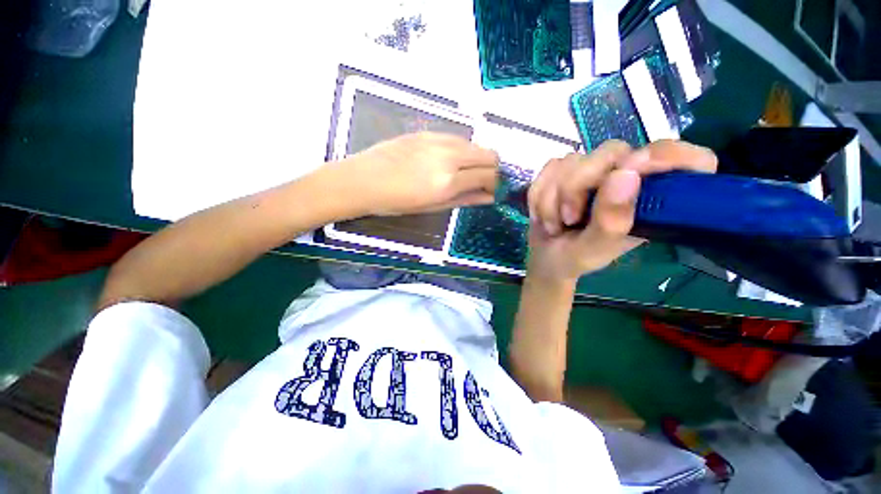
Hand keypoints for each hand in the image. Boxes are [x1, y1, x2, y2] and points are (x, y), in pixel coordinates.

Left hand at [336, 132, 498, 216]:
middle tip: (479, 182)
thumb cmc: (396, 202)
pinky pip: (456, 139)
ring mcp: (439, 139)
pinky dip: (460, 151)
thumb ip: (464, 199)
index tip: (489, 192)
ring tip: (460, 173)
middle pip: (490, 154)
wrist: (363, 180)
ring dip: (476, 159)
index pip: (489, 175)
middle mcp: (449, 155)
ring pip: (475, 144)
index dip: (494, 185)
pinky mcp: (428, 131)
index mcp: (449, 180)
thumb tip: (488, 197)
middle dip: (491, 169)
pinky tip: (445, 162)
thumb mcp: (433, 206)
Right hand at [527, 139, 716, 281]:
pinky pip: (549, 169)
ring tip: (556, 224)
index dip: (671, 157)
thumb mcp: (594, 250)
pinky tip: (544, 213)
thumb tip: (625, 173)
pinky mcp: (565, 170)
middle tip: (569, 219)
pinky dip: (539, 194)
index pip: (690, 161)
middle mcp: (627, 177)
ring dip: (553, 198)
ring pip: (571, 161)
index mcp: (651, 198)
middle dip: (577, 187)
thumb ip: (611, 221)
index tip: (637, 169)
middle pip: (611, 151)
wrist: (546, 257)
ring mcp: (594, 171)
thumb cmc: (576, 258)